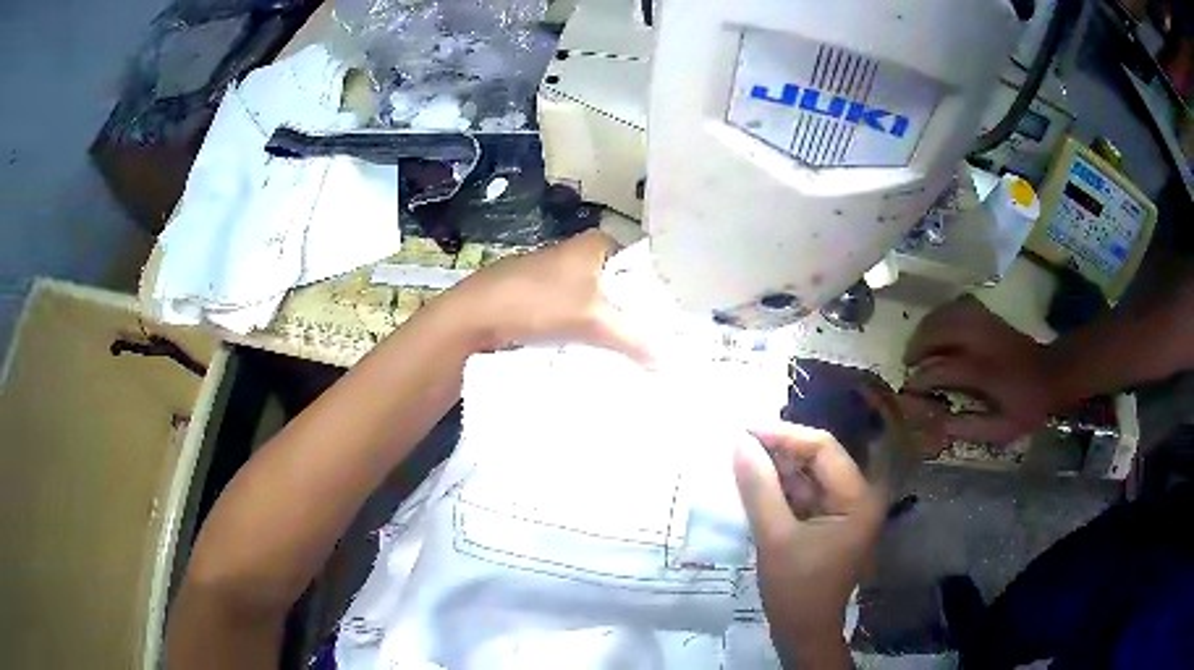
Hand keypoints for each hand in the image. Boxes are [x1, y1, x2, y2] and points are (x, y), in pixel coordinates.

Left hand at [436, 230, 651, 362]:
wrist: (475, 315)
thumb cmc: (538, 302)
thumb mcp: (592, 320)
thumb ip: (631, 338)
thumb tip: (665, 359)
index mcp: (594, 245)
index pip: (639, 263)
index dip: (654, 290)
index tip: (666, 319)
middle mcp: (575, 253)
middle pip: (616, 283)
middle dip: (630, 310)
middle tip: (653, 339)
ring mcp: (552, 274)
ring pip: (592, 298)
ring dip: (605, 321)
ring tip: (628, 348)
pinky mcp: (536, 294)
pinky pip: (571, 310)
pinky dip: (581, 326)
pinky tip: (590, 347)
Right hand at [734, 424, 883, 662]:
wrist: (803, 634)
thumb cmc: (795, 590)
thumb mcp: (774, 539)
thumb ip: (759, 489)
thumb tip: (739, 442)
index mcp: (858, 497)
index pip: (823, 448)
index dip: (783, 435)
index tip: (743, 430)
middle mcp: (857, 496)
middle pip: (817, 458)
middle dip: (778, 450)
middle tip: (736, 443)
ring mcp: (843, 509)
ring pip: (807, 475)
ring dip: (776, 468)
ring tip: (739, 458)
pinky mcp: (827, 522)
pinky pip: (802, 494)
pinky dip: (778, 488)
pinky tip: (752, 483)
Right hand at [899, 297, 1063, 452]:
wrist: (1053, 374)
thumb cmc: (1027, 406)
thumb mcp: (1002, 429)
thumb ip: (969, 427)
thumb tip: (936, 424)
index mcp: (986, 372)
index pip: (942, 368)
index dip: (920, 378)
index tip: (909, 389)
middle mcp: (983, 341)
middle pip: (941, 330)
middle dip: (919, 344)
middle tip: (909, 363)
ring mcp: (987, 324)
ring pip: (948, 313)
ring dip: (928, 327)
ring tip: (919, 345)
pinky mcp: (990, 316)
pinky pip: (959, 306)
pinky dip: (943, 314)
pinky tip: (938, 327)